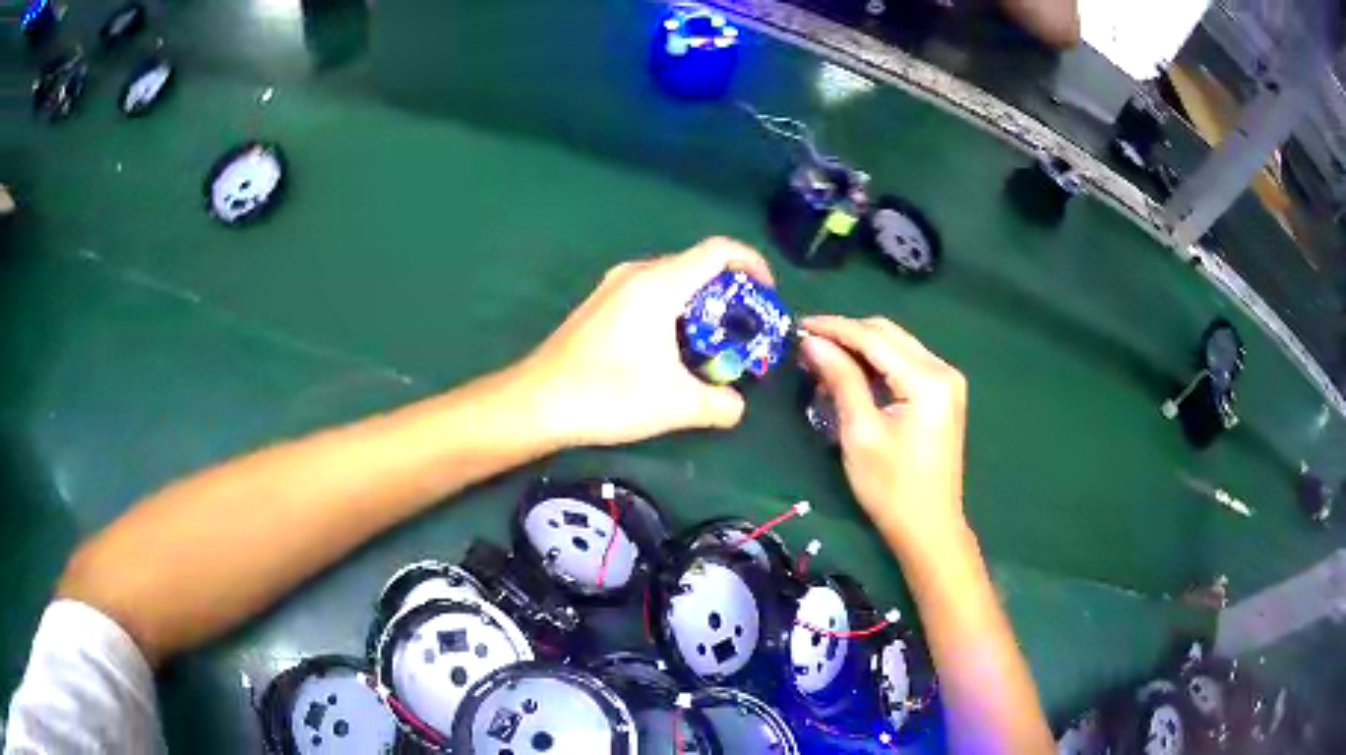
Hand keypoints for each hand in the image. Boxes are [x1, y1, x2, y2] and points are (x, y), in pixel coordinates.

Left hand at [511, 237, 774, 447]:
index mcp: (660, 283)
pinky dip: (671, 311)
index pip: (719, 251)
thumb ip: (721, 404)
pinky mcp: (597, 306)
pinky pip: (647, 294)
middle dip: (728, 292)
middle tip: (744, 329)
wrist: (536, 402)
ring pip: (670, 280)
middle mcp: (635, 274)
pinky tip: (671, 350)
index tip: (768, 293)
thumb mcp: (677, 405)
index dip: (752, 263)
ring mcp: (611, 287)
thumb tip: (737, 406)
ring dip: (698, 304)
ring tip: (713, 343)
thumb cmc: (608, 394)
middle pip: (695, 265)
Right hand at [798, 315, 968, 552]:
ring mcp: (947, 381)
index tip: (798, 325)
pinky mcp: (944, 394)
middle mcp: (943, 370)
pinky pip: (906, 363)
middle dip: (847, 333)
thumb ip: (840, 380)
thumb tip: (812, 343)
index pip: (875, 338)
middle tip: (808, 343)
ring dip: (861, 347)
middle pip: (889, 334)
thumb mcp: (860, 433)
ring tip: (824, 357)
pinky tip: (852, 373)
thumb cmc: (891, 488)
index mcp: (927, 380)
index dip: (834, 328)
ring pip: (897, 345)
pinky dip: (877, 363)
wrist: (929, 528)